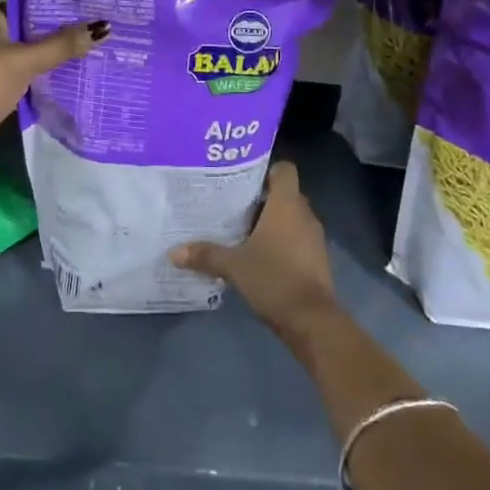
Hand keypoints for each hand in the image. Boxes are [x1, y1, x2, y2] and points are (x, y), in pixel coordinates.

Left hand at [0, 6, 104, 171]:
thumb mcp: (26, 61)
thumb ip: (62, 45)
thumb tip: (104, 26)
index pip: (23, 7)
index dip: (53, 12)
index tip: (85, 16)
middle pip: (22, 33)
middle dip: (52, 40)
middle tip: (90, 39)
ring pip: (18, 59)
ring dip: (43, 63)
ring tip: (84, 60)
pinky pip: (13, 80)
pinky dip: (32, 82)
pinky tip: (59, 85)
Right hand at [171, 162, 338, 344]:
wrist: (312, 320)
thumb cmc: (274, 278)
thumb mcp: (233, 266)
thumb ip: (205, 254)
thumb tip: (173, 252)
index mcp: (287, 204)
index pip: (284, 170)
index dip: (266, 169)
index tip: (242, 177)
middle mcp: (304, 214)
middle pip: (284, 194)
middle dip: (260, 197)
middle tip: (230, 202)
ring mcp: (313, 237)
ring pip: (290, 217)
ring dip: (270, 221)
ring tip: (239, 228)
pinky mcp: (316, 259)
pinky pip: (296, 238)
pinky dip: (280, 241)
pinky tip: (256, 253)